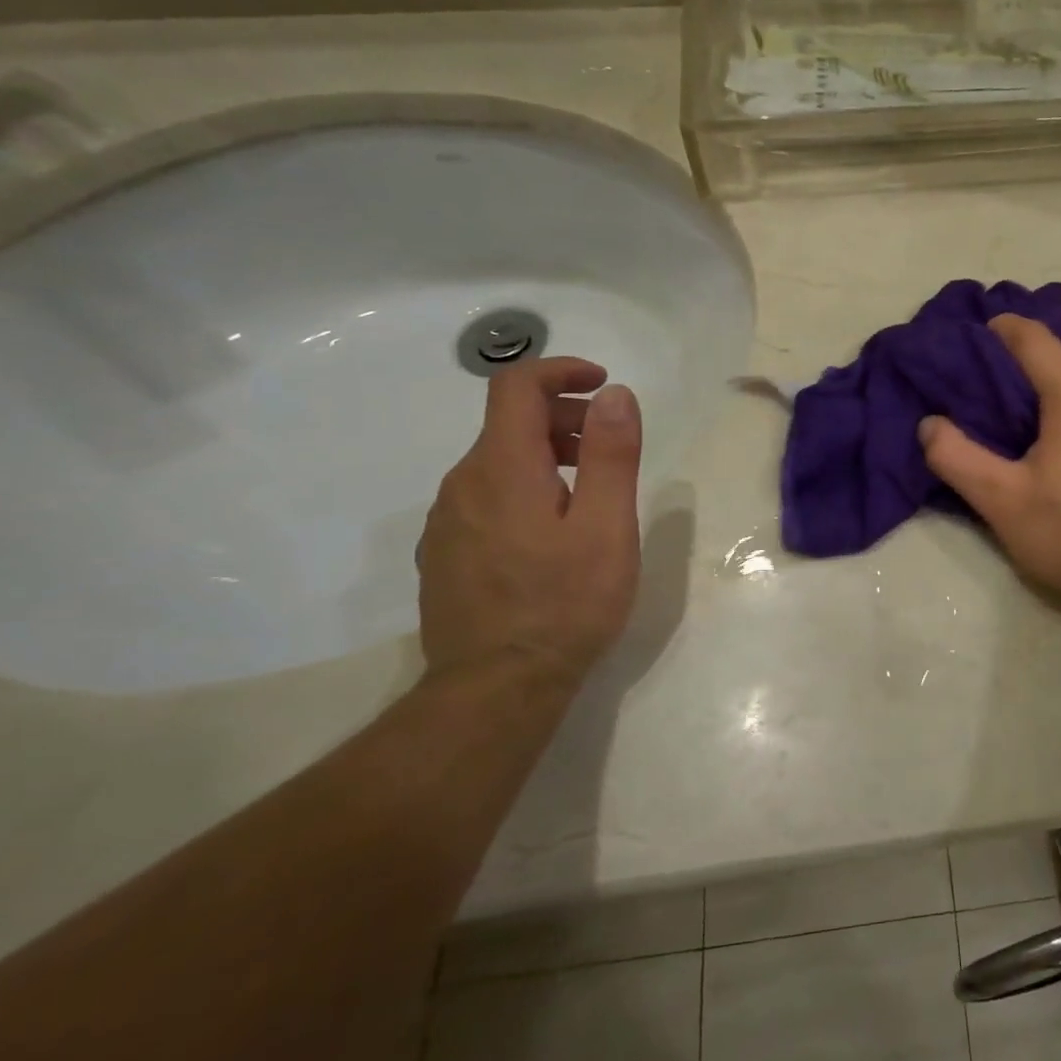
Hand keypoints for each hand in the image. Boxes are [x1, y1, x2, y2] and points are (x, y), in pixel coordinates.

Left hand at [417, 357, 643, 687]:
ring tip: (591, 496)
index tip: (603, 384)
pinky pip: (485, 497)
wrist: (496, 688)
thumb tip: (613, 394)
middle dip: (565, 418)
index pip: (516, 386)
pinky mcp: (446, 553)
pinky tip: (553, 534)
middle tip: (612, 450)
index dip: (561, 371)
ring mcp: (447, 521)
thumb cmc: (565, 603)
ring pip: (497, 462)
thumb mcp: (606, 525)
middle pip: (509, 423)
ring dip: (546, 455)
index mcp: (501, 468)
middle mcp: (462, 484)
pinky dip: (525, 488)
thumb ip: (610, 454)